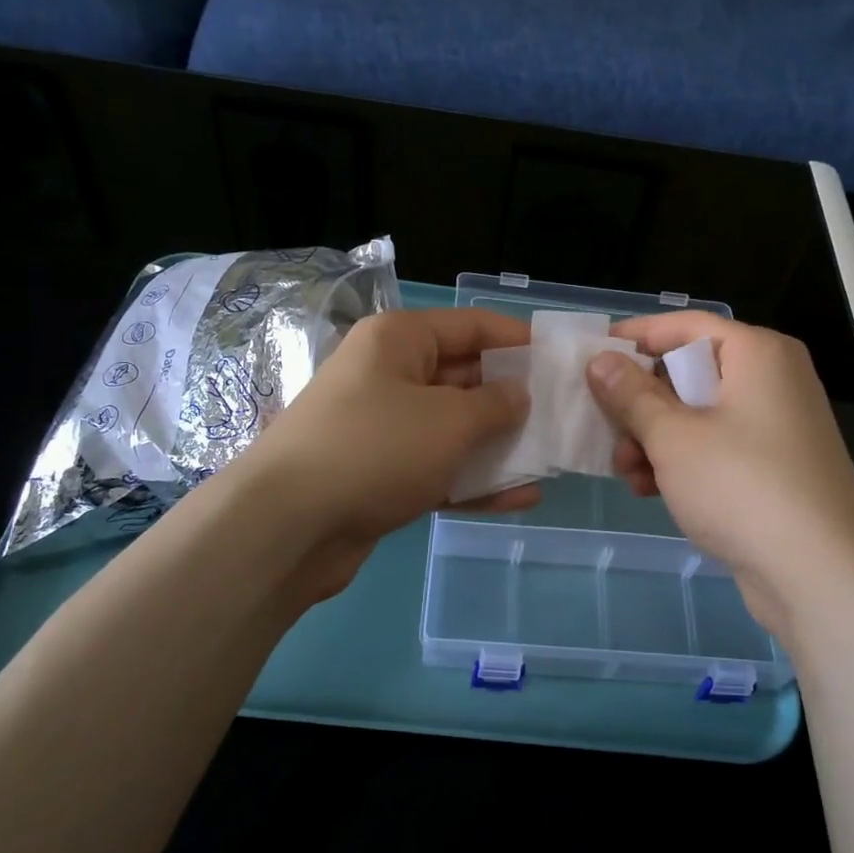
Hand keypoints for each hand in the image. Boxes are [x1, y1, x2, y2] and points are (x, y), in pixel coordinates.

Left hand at [230, 308, 540, 601]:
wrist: (288, 526)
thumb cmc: (376, 449)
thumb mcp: (449, 420)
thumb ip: (496, 405)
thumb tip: (519, 394)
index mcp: (399, 340)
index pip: (471, 325)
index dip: (518, 340)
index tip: (561, 360)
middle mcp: (389, 375)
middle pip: (464, 377)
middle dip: (513, 399)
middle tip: (564, 417)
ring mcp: (383, 428)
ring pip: (453, 428)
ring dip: (498, 446)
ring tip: (549, 461)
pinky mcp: (380, 475)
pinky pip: (437, 468)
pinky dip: (473, 481)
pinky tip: (520, 499)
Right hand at [586, 313, 853, 645]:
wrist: (822, 574)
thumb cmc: (742, 486)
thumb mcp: (673, 437)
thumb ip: (631, 395)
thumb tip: (600, 361)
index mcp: (757, 353)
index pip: (685, 325)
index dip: (636, 337)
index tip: (591, 355)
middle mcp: (772, 380)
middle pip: (689, 372)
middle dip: (640, 404)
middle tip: (605, 429)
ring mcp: (776, 426)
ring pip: (697, 415)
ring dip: (654, 439)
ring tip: (627, 472)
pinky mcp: (774, 467)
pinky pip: (716, 447)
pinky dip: (682, 461)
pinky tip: (650, 490)